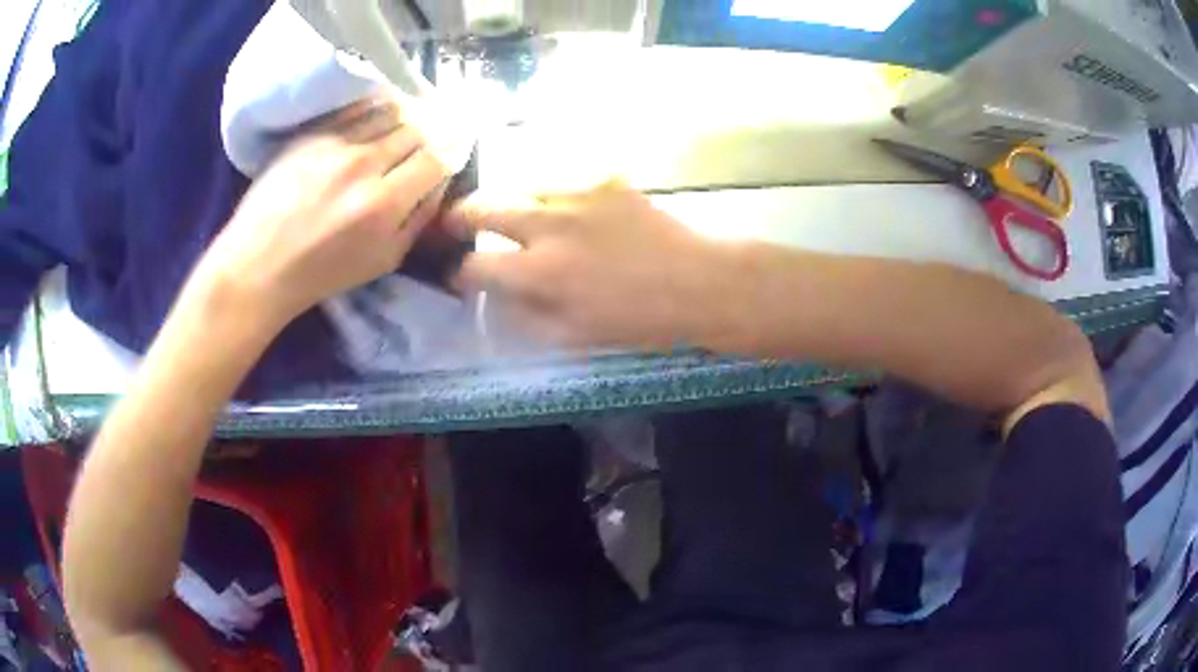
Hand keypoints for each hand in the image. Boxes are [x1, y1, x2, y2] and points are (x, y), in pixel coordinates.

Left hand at [191, 98, 448, 328]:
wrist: (260, 264)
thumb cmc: (322, 272)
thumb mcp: (383, 261)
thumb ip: (418, 219)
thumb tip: (439, 181)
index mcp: (384, 204)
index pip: (437, 159)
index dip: (451, 153)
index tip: (450, 154)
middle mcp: (364, 166)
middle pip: (417, 130)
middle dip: (427, 137)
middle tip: (421, 147)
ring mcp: (335, 144)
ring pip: (390, 111)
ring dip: (403, 119)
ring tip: (398, 132)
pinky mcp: (312, 133)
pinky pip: (357, 107)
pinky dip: (374, 109)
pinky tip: (373, 121)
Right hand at [446, 181, 730, 350]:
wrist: (697, 282)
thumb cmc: (638, 320)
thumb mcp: (575, 336)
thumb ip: (525, 316)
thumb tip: (496, 299)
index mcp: (538, 272)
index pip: (474, 265)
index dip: (460, 272)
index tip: (461, 275)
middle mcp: (547, 224)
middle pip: (481, 207)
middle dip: (460, 217)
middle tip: (459, 224)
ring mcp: (576, 194)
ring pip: (521, 187)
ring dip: (512, 204)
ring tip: (522, 217)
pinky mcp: (603, 179)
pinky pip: (564, 181)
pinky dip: (556, 197)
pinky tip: (571, 211)